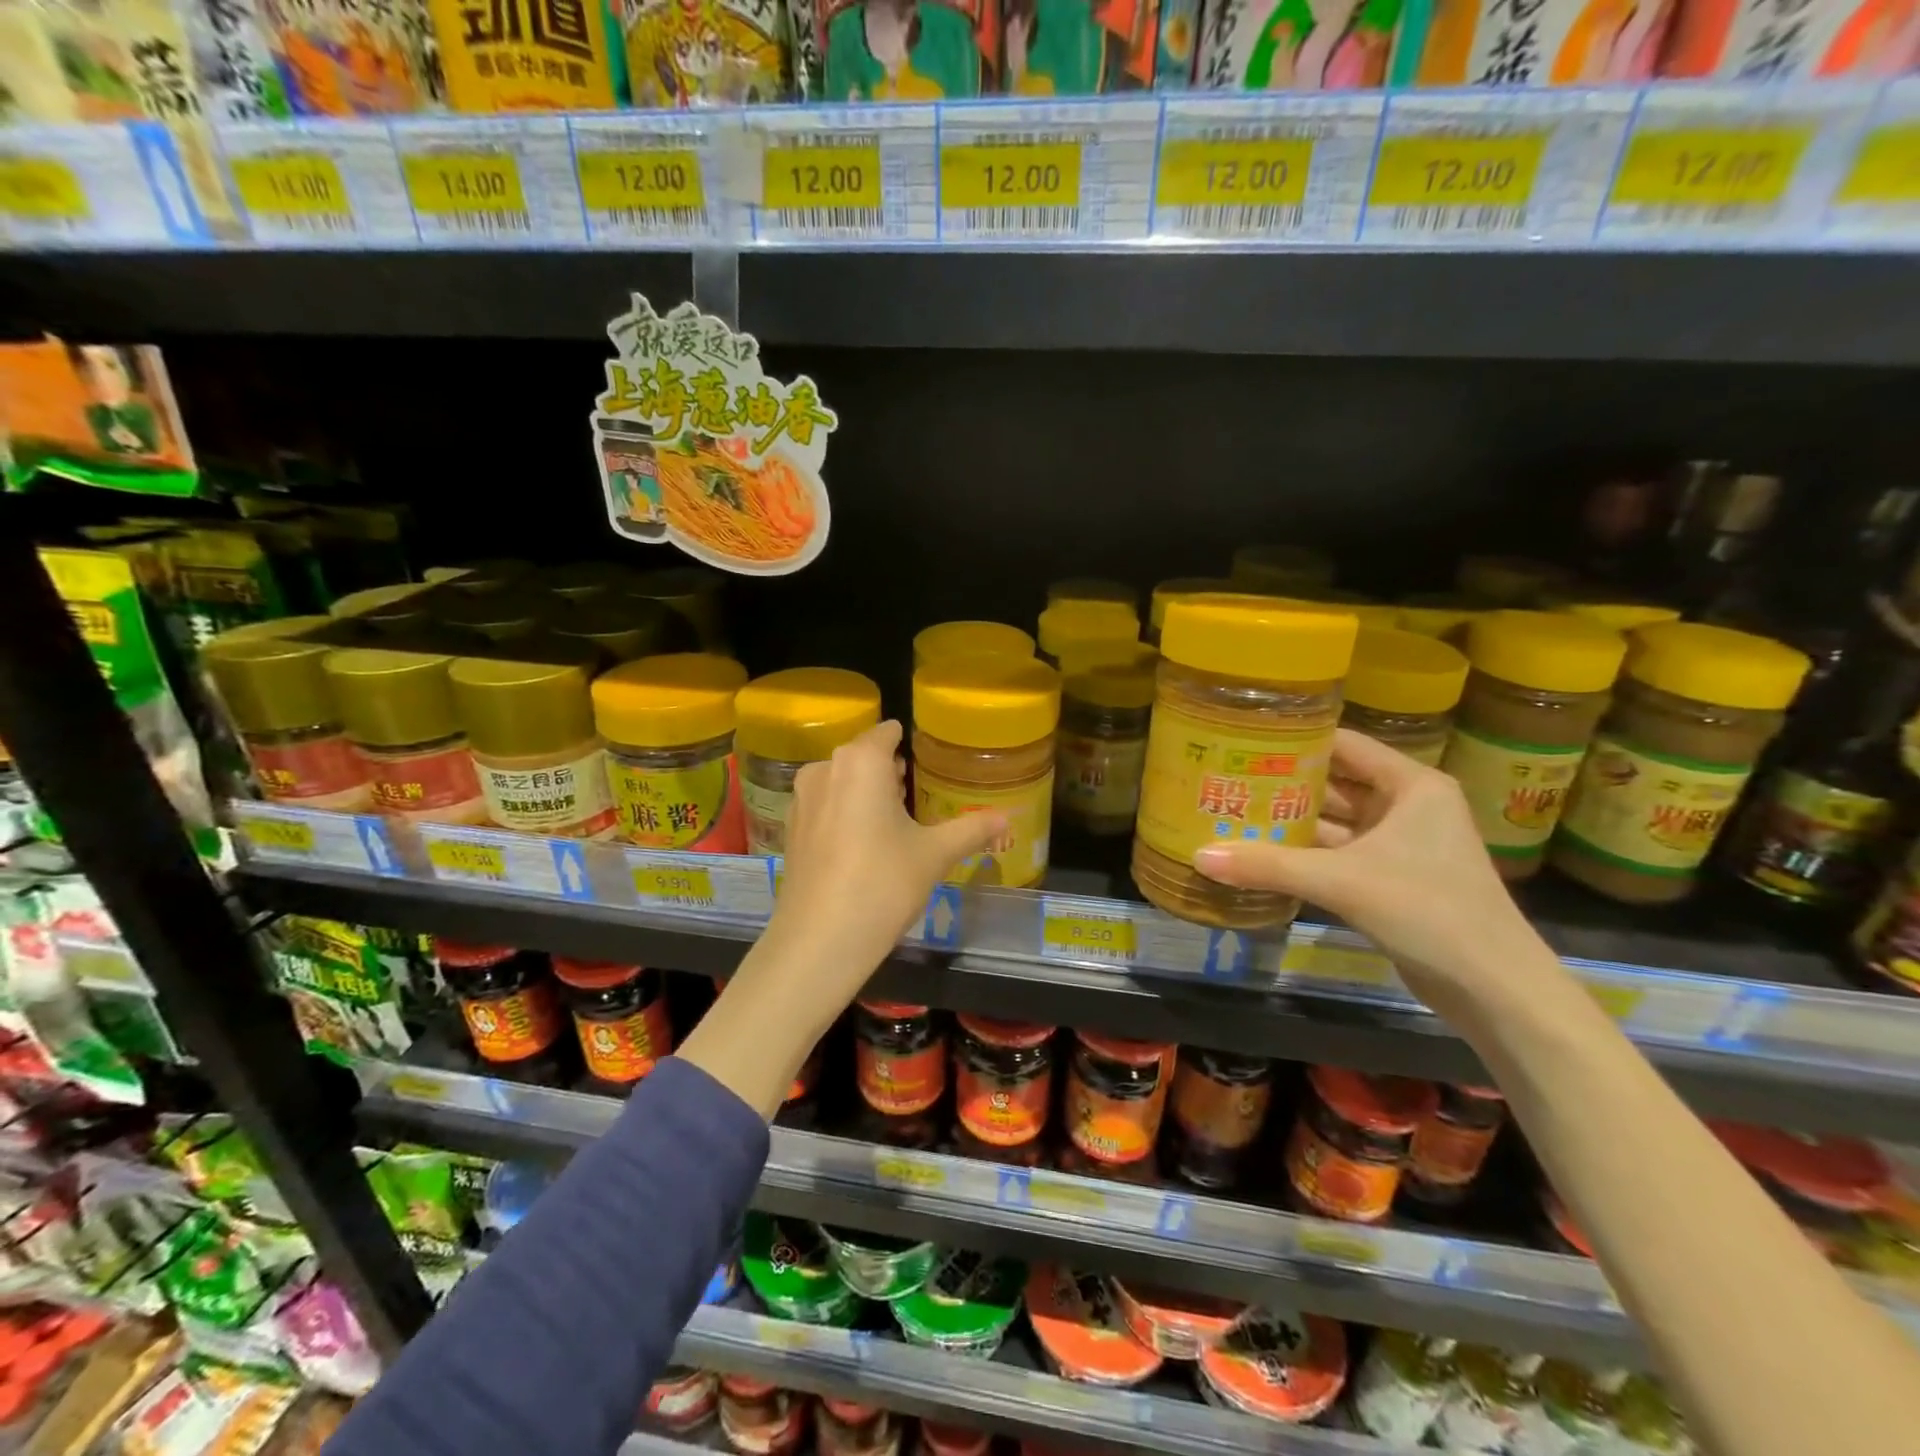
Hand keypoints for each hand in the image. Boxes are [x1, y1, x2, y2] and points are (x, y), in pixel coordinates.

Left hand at [767, 720, 1006, 1000]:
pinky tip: (864, 845)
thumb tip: (1006, 819)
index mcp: (861, 761)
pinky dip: (844, 814)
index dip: (909, 742)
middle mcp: (825, 769)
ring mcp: (802, 799)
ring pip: (842, 782)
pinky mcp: (790, 830)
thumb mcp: (934, 855)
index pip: (887, 733)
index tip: (929, 757)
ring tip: (897, 820)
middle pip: (864, 757)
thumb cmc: (883, 883)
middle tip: (921, 793)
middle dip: (890, 770)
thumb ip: (971, 829)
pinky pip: (825, 807)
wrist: (820, 940)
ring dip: (866, 793)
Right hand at [1193, 728, 1538, 1009]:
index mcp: (1411, 785)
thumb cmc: (1429, 910)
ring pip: (1334, 822)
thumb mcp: (1342, 881)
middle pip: (1335, 782)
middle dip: (1283, 783)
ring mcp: (1400, 844)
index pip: (1344, 745)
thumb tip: (1199, 855)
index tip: (1245, 739)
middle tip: (1228, 776)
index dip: (1296, 739)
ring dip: (1290, 822)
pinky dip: (1304, 854)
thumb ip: (1269, 865)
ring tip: (1233, 811)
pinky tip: (1261, 854)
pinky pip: (1338, 854)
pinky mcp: (1391, 879)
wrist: (1493, 988)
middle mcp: (1407, 806)